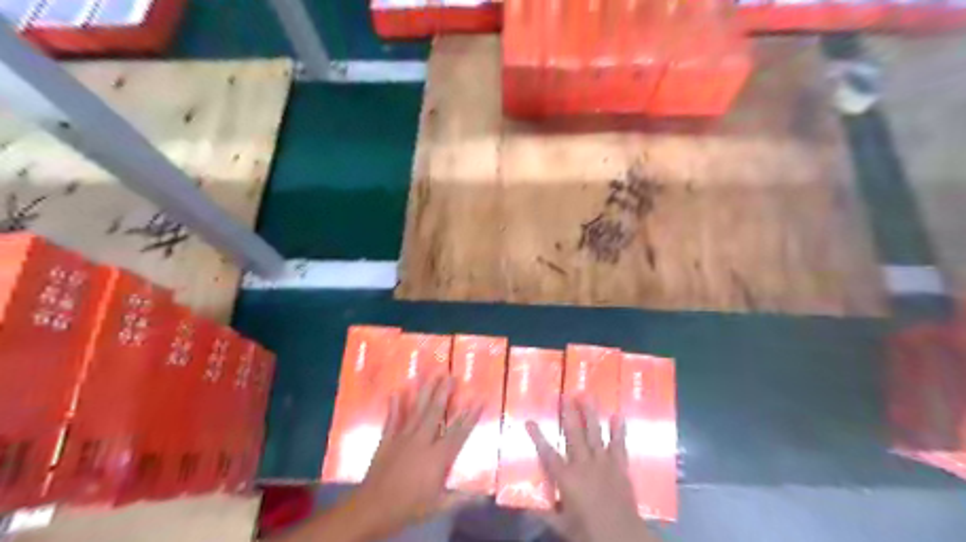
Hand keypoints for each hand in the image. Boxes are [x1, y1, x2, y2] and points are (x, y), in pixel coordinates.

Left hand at [346, 375, 483, 539]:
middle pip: (435, 412)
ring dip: (424, 391)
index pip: (459, 432)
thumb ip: (462, 498)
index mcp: (438, 456)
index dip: (470, 415)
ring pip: (416, 410)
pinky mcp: (388, 439)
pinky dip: (396, 405)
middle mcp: (422, 440)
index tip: (479, 399)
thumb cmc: (410, 506)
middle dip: (444, 392)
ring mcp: (403, 437)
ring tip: (430, 374)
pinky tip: (397, 391)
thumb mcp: (439, 504)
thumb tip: (485, 498)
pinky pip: (393, 418)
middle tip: (451, 375)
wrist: (375, 508)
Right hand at [528, 397, 656, 541]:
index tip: (529, 420)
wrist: (622, 537)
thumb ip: (546, 512)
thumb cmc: (588, 531)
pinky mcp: (620, 467)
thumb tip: (528, 506)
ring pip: (595, 433)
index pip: (547, 453)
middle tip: (565, 394)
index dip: (537, 436)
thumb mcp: (562, 524)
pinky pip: (619, 445)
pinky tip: (618, 415)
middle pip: (574, 434)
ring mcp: (604, 463)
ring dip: (591, 414)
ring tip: (587, 395)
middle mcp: (584, 464)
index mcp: (567, 478)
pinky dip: (619, 430)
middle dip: (569, 413)